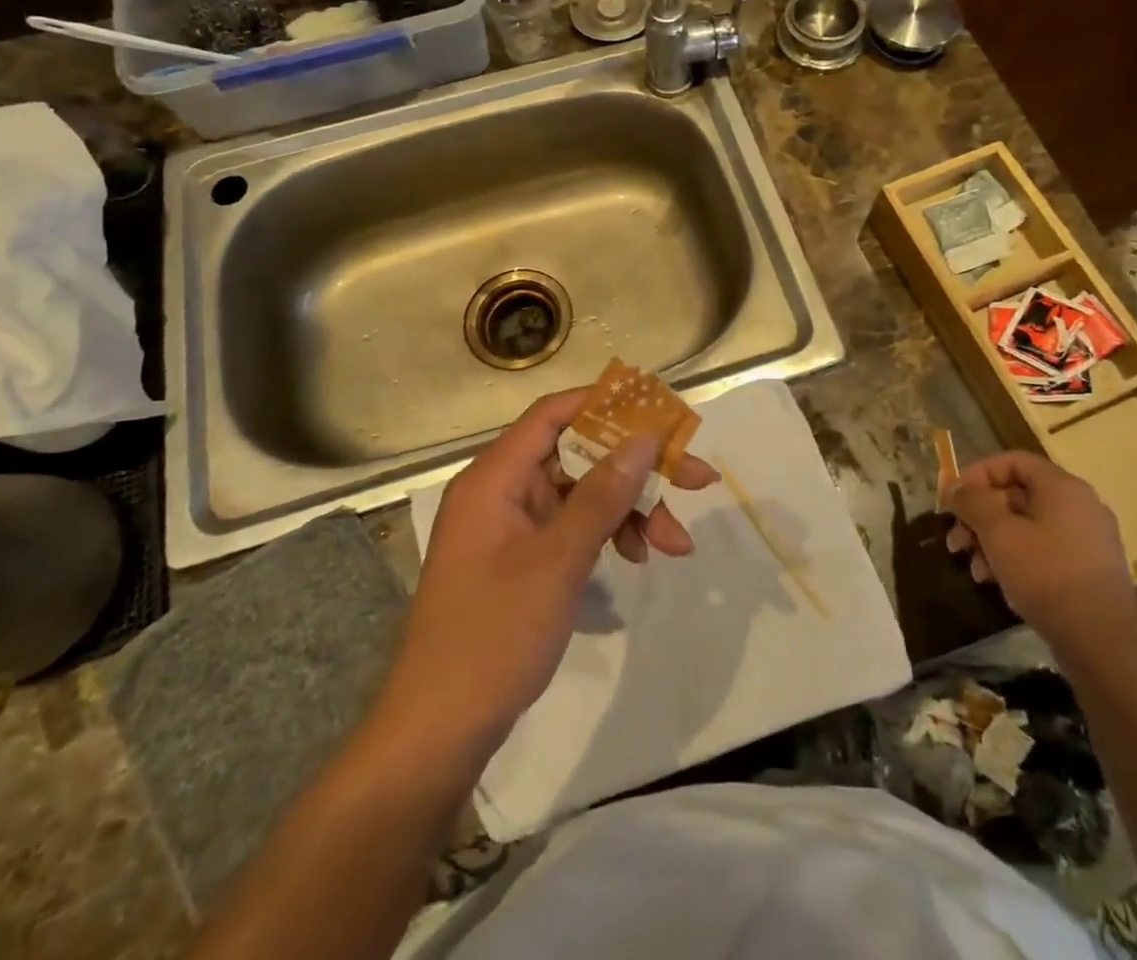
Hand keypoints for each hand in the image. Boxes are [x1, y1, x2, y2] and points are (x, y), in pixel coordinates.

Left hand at [374, 389, 716, 765]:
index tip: (660, 412)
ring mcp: (513, 525)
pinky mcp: (523, 557)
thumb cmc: (493, 637)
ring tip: (676, 544)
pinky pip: (573, 526)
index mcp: (496, 477)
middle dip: (637, 469)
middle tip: (696, 480)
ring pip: (583, 493)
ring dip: (630, 509)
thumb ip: (602, 496)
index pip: (554, 413)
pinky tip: (639, 557)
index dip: (607, 404)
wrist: (439, 732)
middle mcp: (503, 490)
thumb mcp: (557, 562)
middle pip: (578, 454)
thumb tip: (644, 439)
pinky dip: (608, 534)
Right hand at [945, 452, 1136, 660]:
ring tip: (974, 569)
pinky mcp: (1090, 570)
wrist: (1103, 643)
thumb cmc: (1046, 575)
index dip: (977, 475)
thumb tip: (954, 486)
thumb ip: (972, 502)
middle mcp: (1080, 505)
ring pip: (1028, 526)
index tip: (953, 500)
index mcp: (1062, 487)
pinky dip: (1017, 559)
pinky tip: (999, 584)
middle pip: (1017, 495)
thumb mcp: (998, 533)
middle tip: (956, 540)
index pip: (1012, 461)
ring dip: (993, 541)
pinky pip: (1044, 550)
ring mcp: (1088, 539)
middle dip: (980, 516)